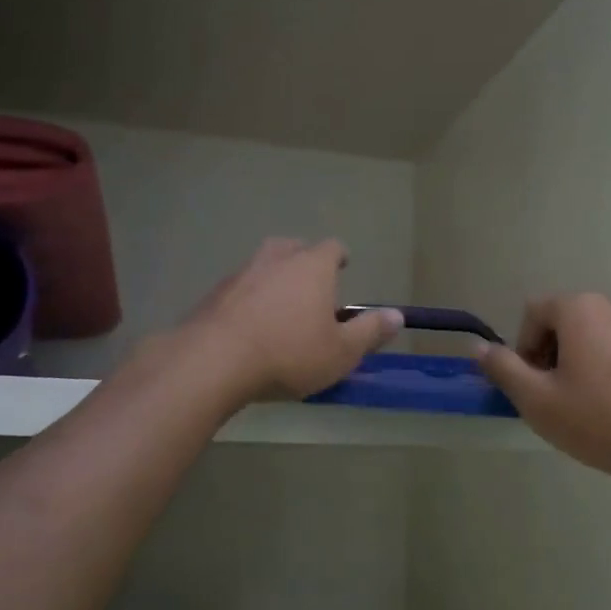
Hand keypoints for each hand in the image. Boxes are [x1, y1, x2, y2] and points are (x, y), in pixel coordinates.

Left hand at [184, 239, 401, 404]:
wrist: (213, 362)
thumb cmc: (289, 354)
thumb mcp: (341, 352)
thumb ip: (370, 331)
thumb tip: (397, 315)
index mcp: (312, 266)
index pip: (332, 247)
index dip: (339, 257)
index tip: (343, 267)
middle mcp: (276, 259)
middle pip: (293, 248)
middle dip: (303, 261)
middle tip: (310, 285)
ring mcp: (240, 274)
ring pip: (262, 266)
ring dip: (273, 279)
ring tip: (278, 307)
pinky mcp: (213, 294)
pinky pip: (238, 289)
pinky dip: (247, 300)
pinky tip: (247, 326)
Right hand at [478, 293, 610, 485]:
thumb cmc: (600, 418)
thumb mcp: (538, 399)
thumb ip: (503, 368)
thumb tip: (477, 346)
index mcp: (579, 308)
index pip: (533, 313)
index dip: (522, 349)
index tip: (531, 386)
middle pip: (563, 322)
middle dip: (549, 356)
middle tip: (552, 399)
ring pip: (592, 338)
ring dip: (577, 364)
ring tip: (583, 407)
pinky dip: (606, 371)